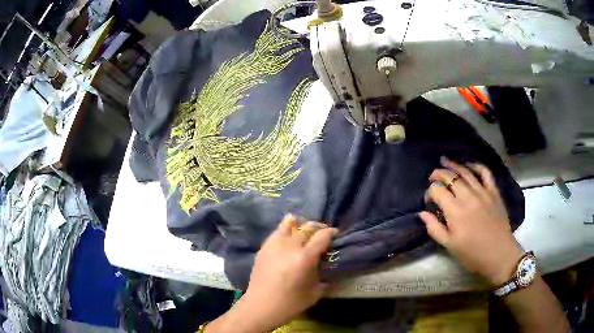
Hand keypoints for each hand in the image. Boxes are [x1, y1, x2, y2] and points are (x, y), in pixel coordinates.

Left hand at [206, 215, 337, 332]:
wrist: (260, 306)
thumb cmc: (289, 304)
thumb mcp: (314, 293)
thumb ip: (324, 278)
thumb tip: (329, 270)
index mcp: (305, 258)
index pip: (322, 236)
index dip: (331, 232)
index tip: (336, 234)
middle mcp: (290, 246)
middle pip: (308, 227)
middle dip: (319, 228)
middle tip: (323, 235)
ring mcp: (275, 244)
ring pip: (291, 223)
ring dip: (302, 225)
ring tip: (306, 232)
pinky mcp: (264, 247)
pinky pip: (278, 231)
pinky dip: (287, 228)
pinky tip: (290, 236)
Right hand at [419, 157, 523, 285]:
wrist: (499, 254)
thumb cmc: (472, 254)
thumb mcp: (449, 246)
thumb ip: (434, 228)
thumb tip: (422, 214)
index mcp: (455, 211)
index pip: (437, 190)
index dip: (429, 192)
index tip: (428, 201)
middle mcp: (468, 196)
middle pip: (450, 177)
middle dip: (438, 174)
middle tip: (432, 176)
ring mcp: (482, 191)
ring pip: (466, 172)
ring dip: (453, 165)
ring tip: (445, 161)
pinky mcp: (494, 191)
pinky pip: (485, 172)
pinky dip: (476, 166)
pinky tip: (469, 165)